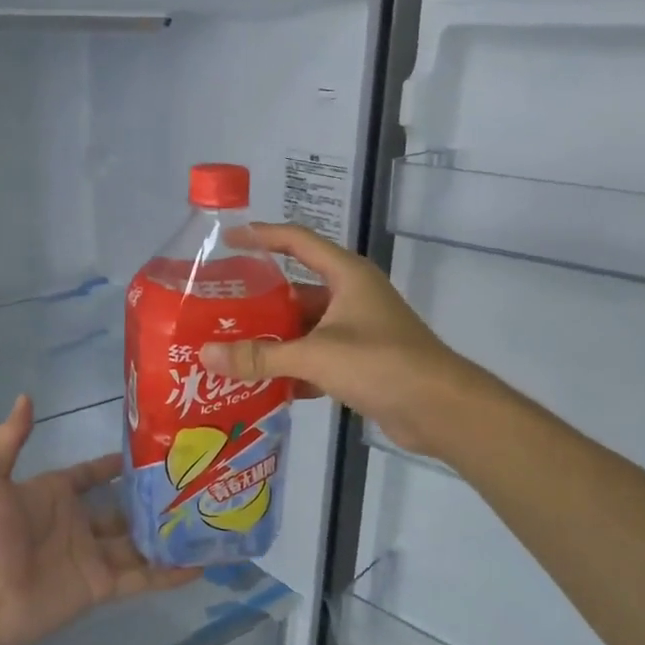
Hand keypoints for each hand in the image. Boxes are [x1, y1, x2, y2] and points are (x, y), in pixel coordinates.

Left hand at [0, 395, 199, 644]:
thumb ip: (9, 439)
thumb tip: (26, 396)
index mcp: (54, 495)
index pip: (92, 474)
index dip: (118, 464)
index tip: (154, 449)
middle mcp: (77, 523)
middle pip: (123, 507)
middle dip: (152, 498)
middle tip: (191, 483)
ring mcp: (93, 556)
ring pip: (139, 541)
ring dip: (166, 533)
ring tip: (204, 519)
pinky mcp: (102, 586)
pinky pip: (142, 577)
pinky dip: (169, 574)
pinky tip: (199, 565)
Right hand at [199, 224, 483, 456]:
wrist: (439, 409)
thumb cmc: (380, 364)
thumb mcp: (315, 355)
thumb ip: (260, 356)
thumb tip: (206, 355)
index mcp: (347, 276)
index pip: (298, 241)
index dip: (262, 236)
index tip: (227, 240)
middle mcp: (352, 296)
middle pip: (296, 289)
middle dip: (259, 300)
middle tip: (218, 309)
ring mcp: (358, 330)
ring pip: (305, 327)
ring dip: (273, 338)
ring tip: (230, 347)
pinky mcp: (361, 362)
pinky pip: (316, 357)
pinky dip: (292, 368)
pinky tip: (262, 383)